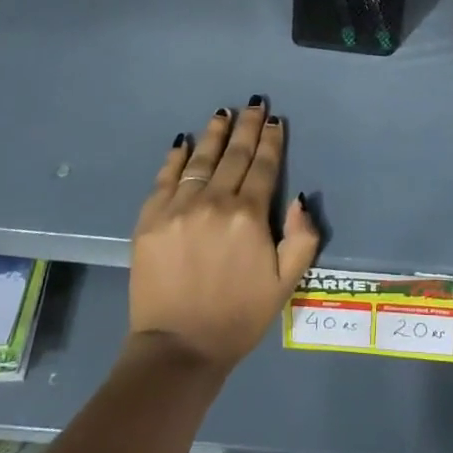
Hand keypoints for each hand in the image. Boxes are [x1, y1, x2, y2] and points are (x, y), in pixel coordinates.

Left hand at [128, 99, 320, 373]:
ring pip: (200, 160)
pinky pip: (165, 178)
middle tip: (254, 105)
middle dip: (247, 127)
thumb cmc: (239, 316)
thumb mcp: (285, 284)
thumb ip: (301, 238)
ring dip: (214, 134)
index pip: (263, 167)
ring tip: (223, 113)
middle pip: (234, 155)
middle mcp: (214, 202)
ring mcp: (178, 207)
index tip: (276, 121)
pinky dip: (176, 157)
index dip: (271, 142)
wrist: (178, 348)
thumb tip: (300, 198)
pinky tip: (183, 142)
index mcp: (249, 216)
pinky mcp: (150, 219)